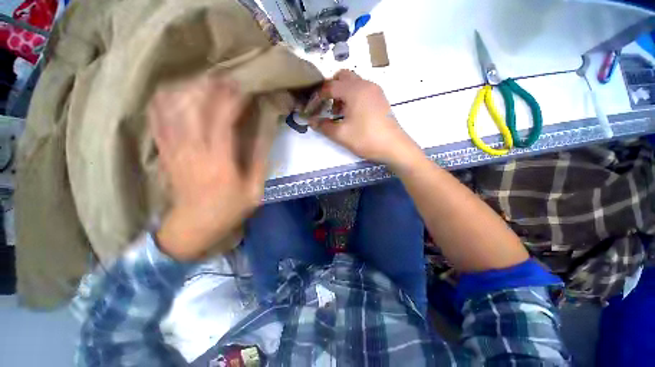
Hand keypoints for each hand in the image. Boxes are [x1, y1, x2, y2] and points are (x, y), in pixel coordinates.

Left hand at [149, 76, 274, 260]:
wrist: (194, 227)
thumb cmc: (230, 209)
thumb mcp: (254, 189)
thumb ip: (259, 158)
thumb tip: (265, 131)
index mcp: (219, 162)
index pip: (222, 120)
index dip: (231, 100)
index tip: (243, 88)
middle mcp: (192, 151)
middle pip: (194, 109)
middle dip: (209, 88)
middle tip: (224, 78)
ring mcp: (174, 150)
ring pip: (173, 110)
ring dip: (187, 91)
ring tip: (202, 81)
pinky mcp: (165, 153)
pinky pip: (158, 121)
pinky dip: (163, 103)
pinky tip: (173, 93)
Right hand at [309, 70, 419, 165]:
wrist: (394, 146)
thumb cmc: (366, 139)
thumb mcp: (341, 135)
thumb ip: (324, 126)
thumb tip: (311, 121)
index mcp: (354, 90)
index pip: (330, 86)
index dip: (317, 97)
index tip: (311, 109)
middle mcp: (365, 84)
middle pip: (342, 77)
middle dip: (330, 89)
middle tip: (325, 105)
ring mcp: (375, 90)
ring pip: (353, 82)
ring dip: (341, 93)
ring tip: (338, 112)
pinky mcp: (380, 98)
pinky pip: (362, 90)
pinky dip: (352, 96)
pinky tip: (351, 113)